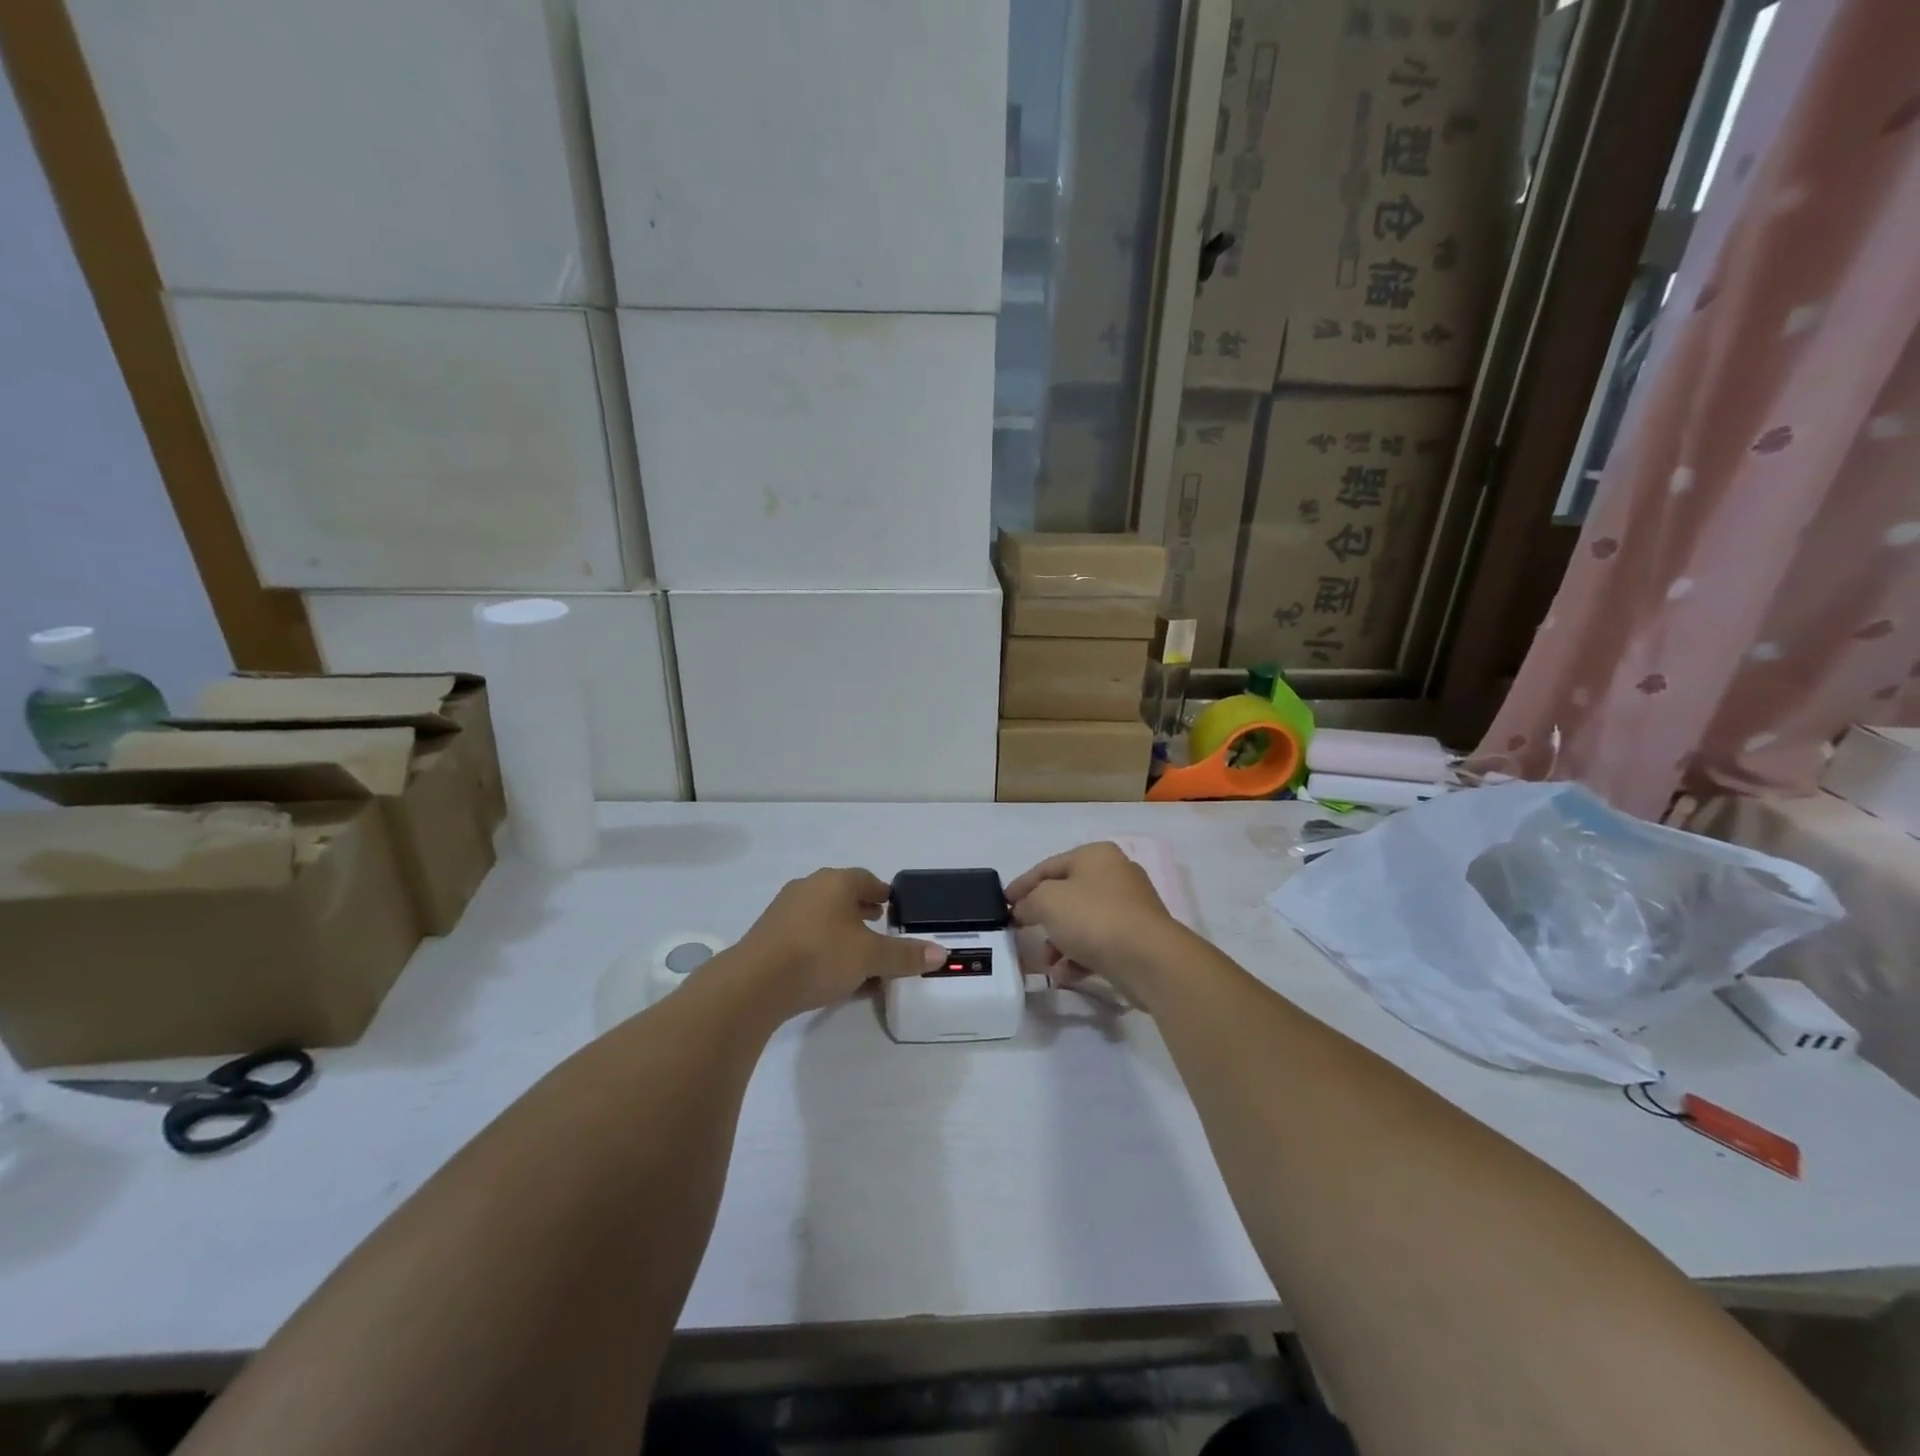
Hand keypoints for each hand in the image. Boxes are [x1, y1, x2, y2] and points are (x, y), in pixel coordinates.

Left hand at [736, 868, 946, 1020]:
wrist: (754, 983)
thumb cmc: (820, 956)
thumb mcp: (870, 957)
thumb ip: (905, 955)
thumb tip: (942, 953)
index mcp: (836, 882)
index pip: (866, 879)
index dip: (882, 893)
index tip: (893, 908)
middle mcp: (809, 887)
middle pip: (842, 894)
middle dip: (861, 909)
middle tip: (879, 925)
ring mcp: (784, 910)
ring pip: (822, 914)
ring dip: (840, 928)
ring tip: (855, 950)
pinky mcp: (768, 934)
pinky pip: (804, 933)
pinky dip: (821, 943)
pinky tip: (828, 968)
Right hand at [1007, 842, 1185, 1006]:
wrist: (1149, 959)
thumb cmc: (1093, 918)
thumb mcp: (1047, 901)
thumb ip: (1028, 901)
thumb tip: (1022, 909)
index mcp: (1095, 855)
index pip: (1048, 866)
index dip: (1022, 885)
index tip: (1003, 904)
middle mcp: (1115, 874)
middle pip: (1066, 894)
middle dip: (1042, 918)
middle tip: (1022, 934)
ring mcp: (1130, 907)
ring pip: (1082, 921)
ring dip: (1059, 942)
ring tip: (1047, 964)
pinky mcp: (1138, 937)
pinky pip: (1099, 942)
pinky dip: (1080, 956)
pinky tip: (1067, 975)